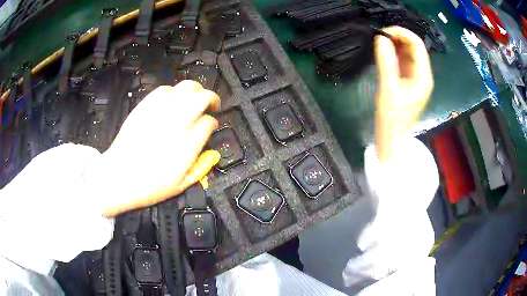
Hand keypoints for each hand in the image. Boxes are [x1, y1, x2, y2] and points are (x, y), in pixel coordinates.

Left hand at [87, 81, 220, 216]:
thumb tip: (213, 154)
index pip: (208, 122)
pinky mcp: (145, 107)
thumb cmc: (149, 186)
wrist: (119, 177)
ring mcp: (160, 112)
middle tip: (211, 104)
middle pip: (202, 97)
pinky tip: (172, 100)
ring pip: (185, 87)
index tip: (211, 126)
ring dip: (195, 90)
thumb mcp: (180, 186)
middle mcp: (177, 123)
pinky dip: (172, 91)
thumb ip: (200, 168)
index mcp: (188, 145)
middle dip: (211, 98)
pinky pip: (163, 90)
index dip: (213, 123)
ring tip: (194, 97)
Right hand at [374, 26, 433, 161]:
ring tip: (380, 44)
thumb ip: (386, 62)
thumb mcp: (388, 89)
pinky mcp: (408, 81)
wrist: (392, 138)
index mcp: (423, 76)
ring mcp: (416, 77)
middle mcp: (422, 74)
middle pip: (413, 47)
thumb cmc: (392, 118)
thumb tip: (381, 38)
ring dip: (395, 45)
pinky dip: (394, 54)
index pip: (417, 44)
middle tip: (379, 37)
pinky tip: (384, 53)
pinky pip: (403, 61)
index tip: (383, 33)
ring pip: (408, 52)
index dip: (401, 33)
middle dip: (397, 38)